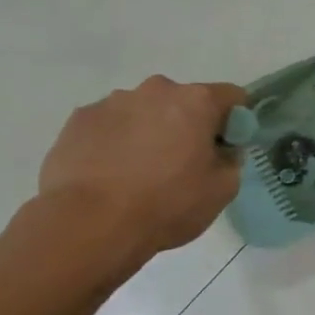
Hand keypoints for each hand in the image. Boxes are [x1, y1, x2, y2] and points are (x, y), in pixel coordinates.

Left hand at [37, 77, 249, 265]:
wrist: (90, 224)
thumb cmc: (167, 204)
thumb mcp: (222, 190)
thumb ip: (230, 160)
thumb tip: (220, 150)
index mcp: (196, 101)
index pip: (232, 96)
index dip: (234, 122)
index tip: (225, 148)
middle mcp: (155, 90)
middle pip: (183, 101)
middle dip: (187, 125)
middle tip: (182, 164)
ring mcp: (112, 102)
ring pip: (144, 111)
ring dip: (149, 132)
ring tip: (139, 173)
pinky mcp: (79, 120)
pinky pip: (110, 125)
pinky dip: (116, 142)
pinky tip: (110, 174)